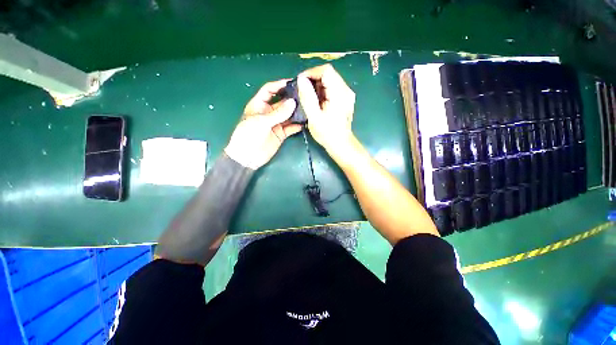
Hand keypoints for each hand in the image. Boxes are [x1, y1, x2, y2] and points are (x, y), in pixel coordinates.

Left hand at [225, 80, 302, 168]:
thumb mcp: (261, 122)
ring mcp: (275, 123)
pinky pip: (291, 128)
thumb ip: (278, 113)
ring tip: (308, 109)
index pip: (269, 90)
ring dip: (296, 113)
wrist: (247, 157)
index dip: (279, 85)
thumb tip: (293, 102)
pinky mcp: (281, 134)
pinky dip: (297, 126)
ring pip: (288, 115)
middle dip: (292, 99)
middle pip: (281, 102)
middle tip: (305, 96)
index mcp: (259, 105)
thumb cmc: (248, 135)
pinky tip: (305, 123)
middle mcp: (268, 112)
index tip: (292, 82)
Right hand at [297, 64, 355, 152]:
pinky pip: (332, 88)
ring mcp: (346, 95)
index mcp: (339, 93)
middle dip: (313, 80)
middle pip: (328, 74)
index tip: (300, 82)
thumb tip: (301, 79)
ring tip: (308, 97)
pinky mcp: (345, 99)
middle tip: (302, 91)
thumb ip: (307, 97)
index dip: (311, 73)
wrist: (341, 144)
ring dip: (317, 86)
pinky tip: (317, 102)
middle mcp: (345, 90)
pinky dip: (322, 91)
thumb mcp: (314, 117)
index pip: (326, 70)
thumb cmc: (327, 133)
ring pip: (329, 81)